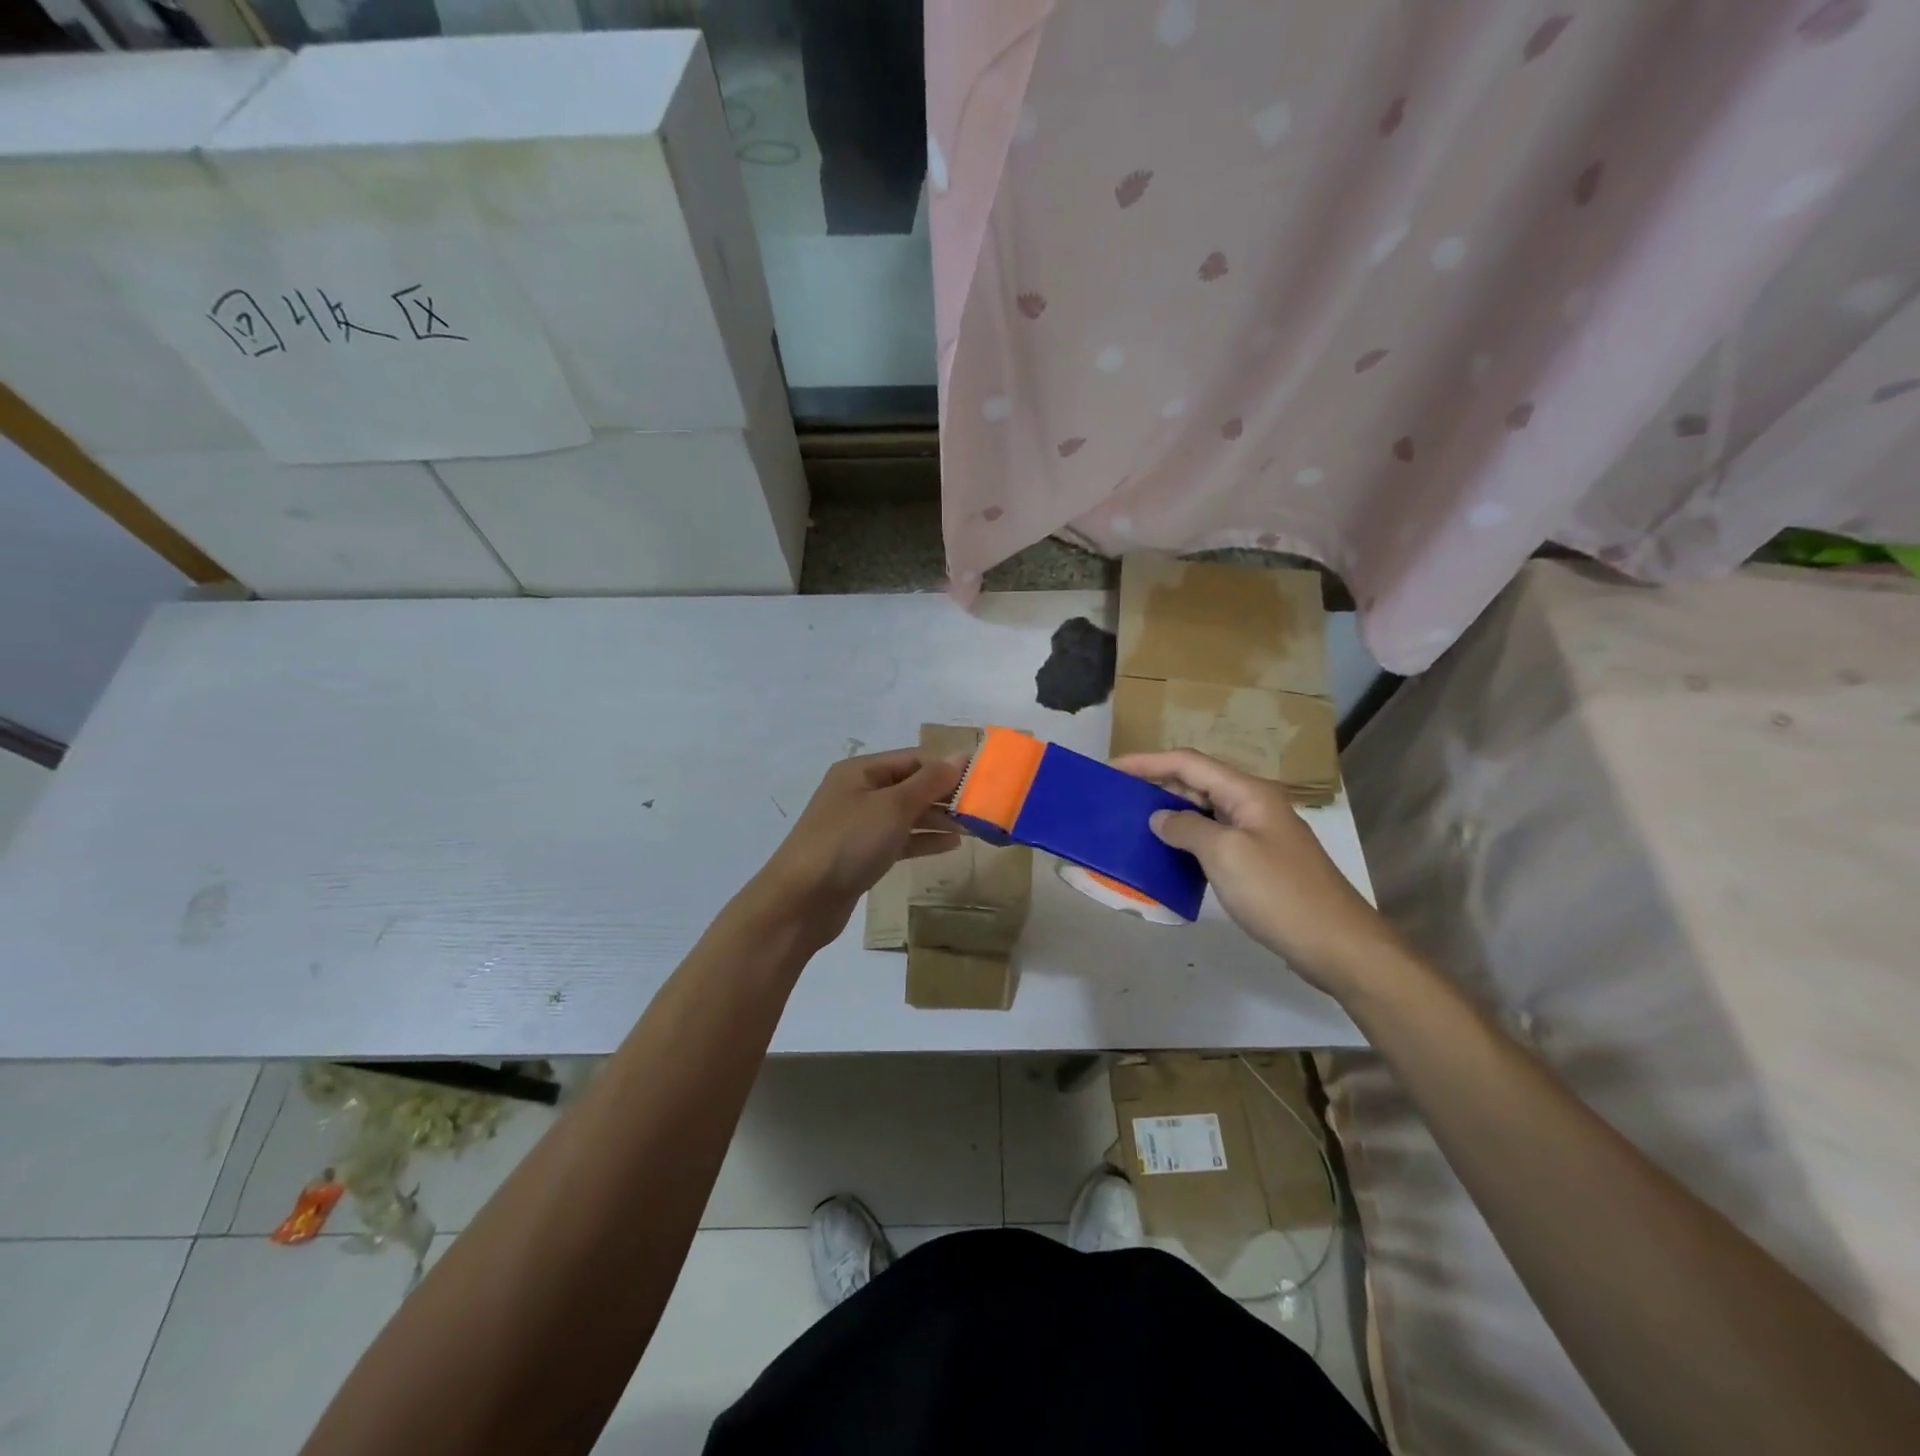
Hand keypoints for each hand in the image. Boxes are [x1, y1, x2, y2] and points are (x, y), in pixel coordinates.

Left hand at [745, 748, 963, 946]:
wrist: (801, 901)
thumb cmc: (848, 842)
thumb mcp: (893, 807)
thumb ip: (929, 782)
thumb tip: (960, 755)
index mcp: (861, 770)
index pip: (913, 759)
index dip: (947, 766)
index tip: (983, 778)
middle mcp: (858, 792)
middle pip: (910, 785)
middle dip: (945, 794)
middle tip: (984, 806)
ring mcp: (858, 826)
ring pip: (906, 815)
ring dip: (938, 819)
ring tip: (974, 826)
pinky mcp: (861, 855)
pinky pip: (899, 840)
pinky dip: (923, 841)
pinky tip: (951, 845)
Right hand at [1112, 749, 1400, 993]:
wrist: (1338, 945)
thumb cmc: (1279, 893)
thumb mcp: (1226, 855)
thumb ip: (1187, 829)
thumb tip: (1160, 818)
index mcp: (1248, 793)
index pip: (1188, 763)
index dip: (1147, 761)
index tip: (1111, 768)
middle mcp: (1253, 805)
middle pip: (1197, 783)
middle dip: (1156, 785)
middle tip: (1117, 798)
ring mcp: (1259, 835)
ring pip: (1205, 813)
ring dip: (1170, 814)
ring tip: (1134, 824)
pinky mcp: (1260, 863)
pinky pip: (1215, 840)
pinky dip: (1188, 841)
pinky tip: (1168, 856)